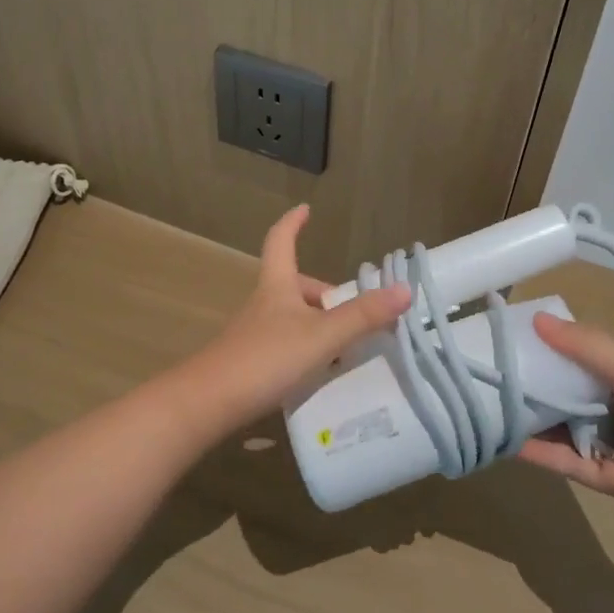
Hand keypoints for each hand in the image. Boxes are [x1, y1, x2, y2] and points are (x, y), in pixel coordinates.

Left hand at [181, 205, 409, 434]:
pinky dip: (307, 351)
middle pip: (294, 285)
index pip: (281, 241)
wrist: (209, 404)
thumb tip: (404, 289)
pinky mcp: (251, 363)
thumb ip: (362, 316)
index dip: (293, 223)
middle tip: (355, 311)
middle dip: (323, 292)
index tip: (305, 208)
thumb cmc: (265, 358)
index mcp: (277, 286)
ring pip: (292, 318)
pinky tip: (322, 373)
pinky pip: (286, 345)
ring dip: (319, 325)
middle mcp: (264, 304)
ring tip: (346, 346)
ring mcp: (255, 334)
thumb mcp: (321, 336)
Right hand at [516, 312, 613, 521]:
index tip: (518, 343)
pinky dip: (542, 454)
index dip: (555, 353)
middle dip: (540, 390)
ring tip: (492, 408)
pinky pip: (570, 464)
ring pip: (568, 432)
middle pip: (573, 399)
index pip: (587, 364)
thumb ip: (583, 346)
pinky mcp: (609, 481)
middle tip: (496, 376)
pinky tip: (509, 441)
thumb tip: (536, 319)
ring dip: (536, 422)